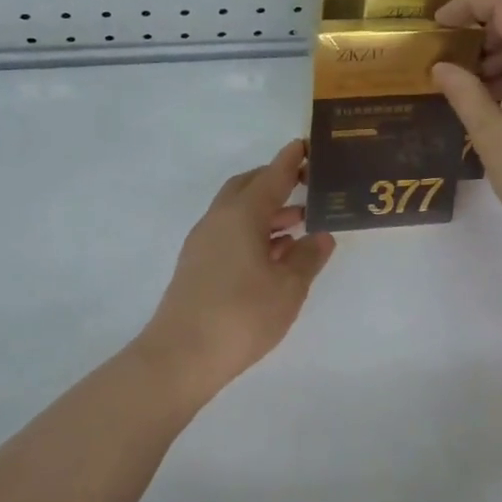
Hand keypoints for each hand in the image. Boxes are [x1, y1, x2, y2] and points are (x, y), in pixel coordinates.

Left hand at [140, 140, 335, 400]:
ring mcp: (203, 243)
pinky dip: (254, 233)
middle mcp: (218, 220)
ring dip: (266, 212)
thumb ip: (307, 257)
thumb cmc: (242, 315)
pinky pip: (230, 234)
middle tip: (305, 186)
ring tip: (299, 223)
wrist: (181, 356)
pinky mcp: (197, 266)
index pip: (271, 176)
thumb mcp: (288, 288)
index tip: (306, 145)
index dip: (291, 161)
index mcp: (241, 215)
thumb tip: (320, 237)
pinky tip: (274, 254)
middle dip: (275, 182)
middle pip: (247, 187)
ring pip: (238, 213)